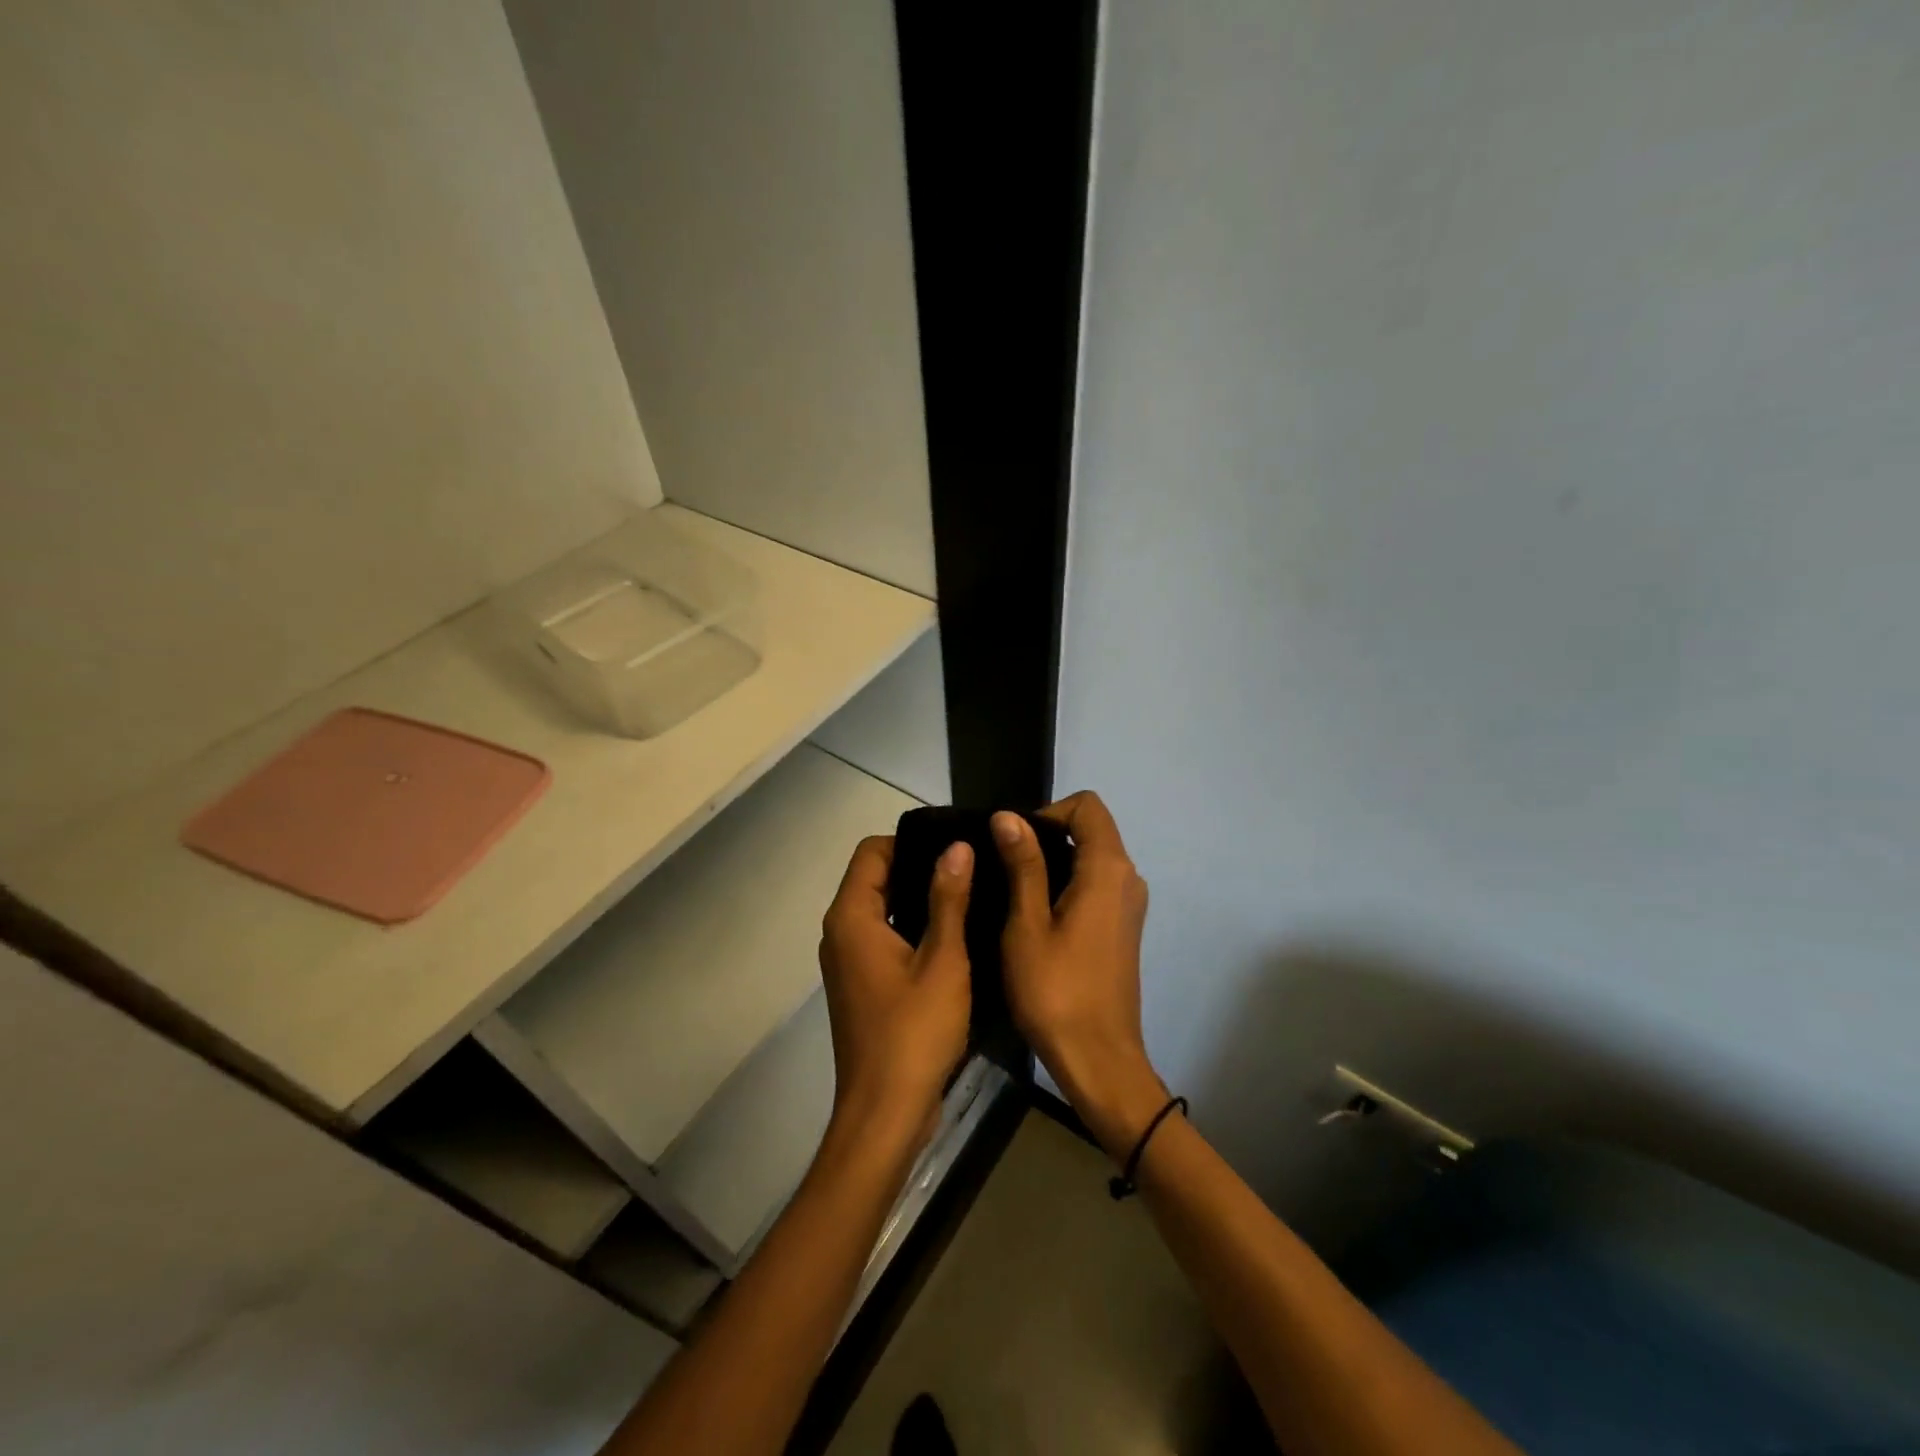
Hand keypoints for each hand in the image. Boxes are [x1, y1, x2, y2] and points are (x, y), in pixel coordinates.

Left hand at [817, 835, 973, 1150]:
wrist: (886, 1112)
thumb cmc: (915, 1032)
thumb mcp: (943, 961)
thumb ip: (948, 899)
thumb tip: (957, 846)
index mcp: (851, 917)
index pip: (871, 852)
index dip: (911, 842)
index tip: (954, 848)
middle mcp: (840, 932)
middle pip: (874, 878)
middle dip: (918, 868)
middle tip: (970, 868)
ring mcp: (848, 961)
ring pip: (880, 909)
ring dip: (917, 900)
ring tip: (968, 895)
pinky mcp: (860, 984)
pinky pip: (883, 937)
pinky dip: (910, 928)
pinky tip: (952, 936)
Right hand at [993, 793, 1166, 1161]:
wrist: (1098, 1059)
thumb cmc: (1055, 990)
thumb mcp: (1027, 924)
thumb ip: (1022, 864)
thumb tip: (1008, 816)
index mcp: (1108, 870)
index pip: (1087, 806)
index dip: (1048, 812)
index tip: (1015, 843)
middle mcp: (1128, 879)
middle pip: (1091, 829)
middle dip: (1046, 836)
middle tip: (1004, 869)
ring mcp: (1129, 905)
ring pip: (1092, 858)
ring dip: (1054, 863)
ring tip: (1013, 894)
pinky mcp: (1123, 928)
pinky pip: (1096, 885)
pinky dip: (1067, 885)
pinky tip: (1036, 918)